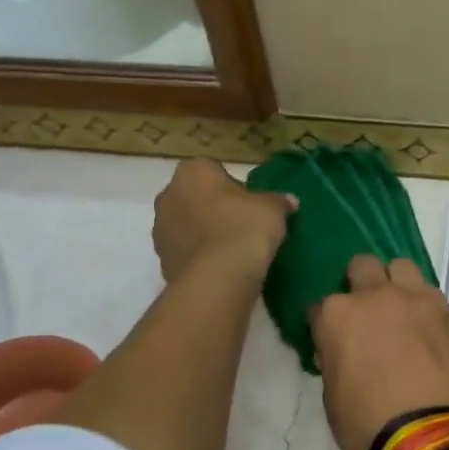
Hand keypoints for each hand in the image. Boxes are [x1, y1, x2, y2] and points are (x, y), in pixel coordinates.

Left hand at [152, 159, 293, 283]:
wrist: (218, 279)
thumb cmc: (244, 228)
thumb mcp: (273, 209)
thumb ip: (279, 201)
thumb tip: (288, 201)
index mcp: (193, 172)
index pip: (214, 170)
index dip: (233, 187)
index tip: (250, 204)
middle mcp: (168, 195)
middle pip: (196, 197)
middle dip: (215, 208)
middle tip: (243, 225)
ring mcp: (160, 230)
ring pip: (187, 225)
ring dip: (204, 233)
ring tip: (233, 250)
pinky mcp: (162, 261)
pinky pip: (186, 252)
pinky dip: (200, 257)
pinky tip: (222, 268)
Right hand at [309, 255, 448, 449]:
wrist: (426, 437)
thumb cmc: (365, 423)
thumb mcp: (331, 394)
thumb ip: (333, 358)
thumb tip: (339, 349)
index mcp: (338, 315)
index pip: (320, 305)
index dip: (325, 323)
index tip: (331, 339)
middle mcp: (376, 296)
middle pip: (362, 266)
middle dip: (359, 282)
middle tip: (365, 312)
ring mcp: (416, 299)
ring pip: (401, 266)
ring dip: (395, 283)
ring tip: (399, 310)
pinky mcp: (447, 312)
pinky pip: (430, 292)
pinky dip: (423, 303)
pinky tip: (425, 327)